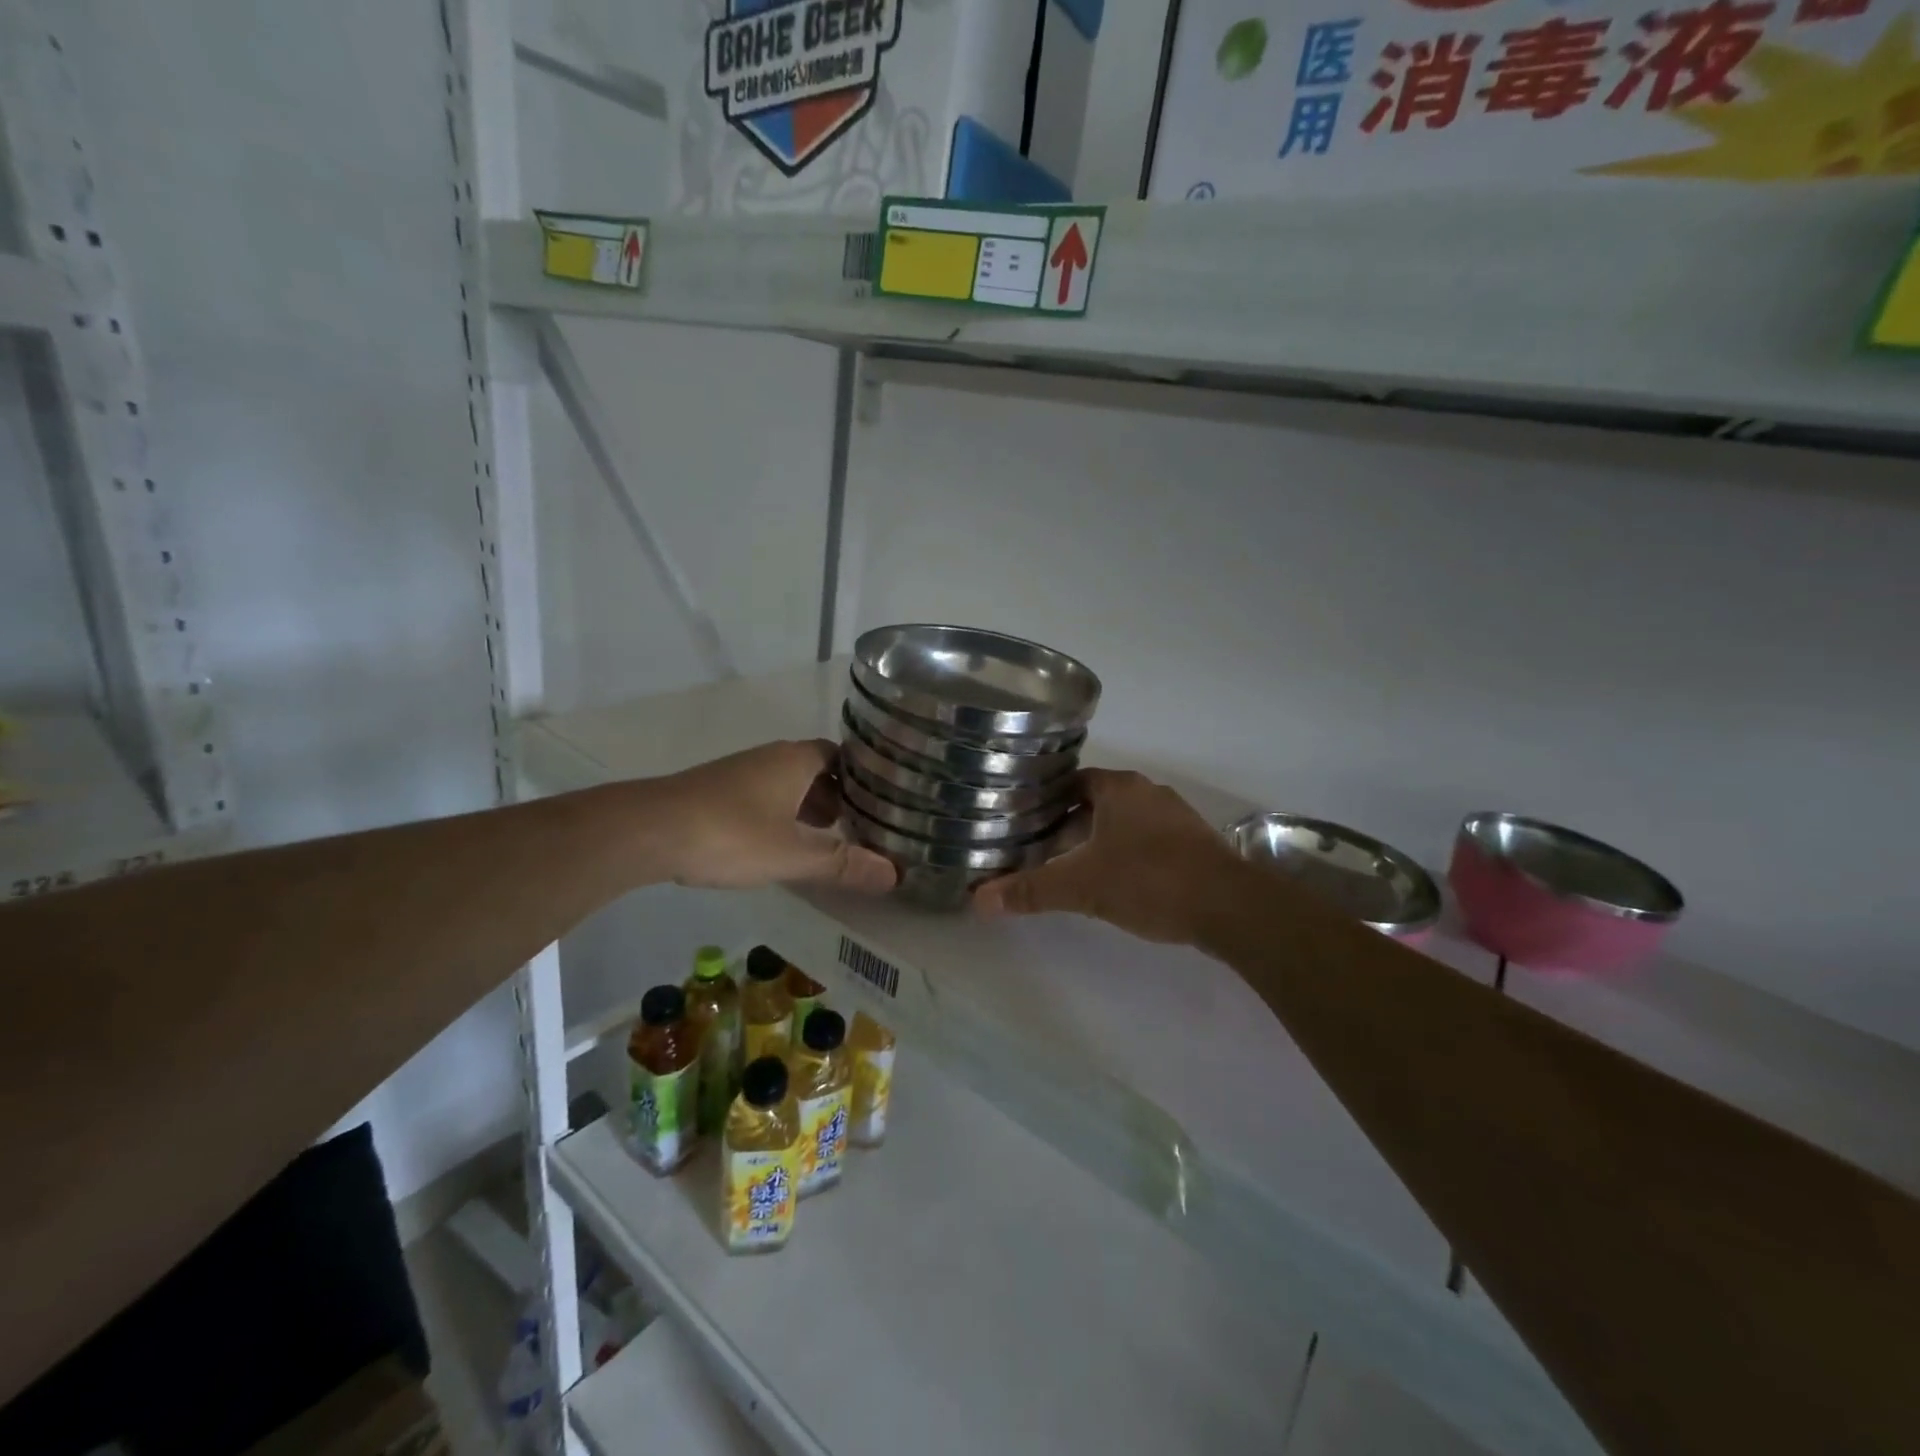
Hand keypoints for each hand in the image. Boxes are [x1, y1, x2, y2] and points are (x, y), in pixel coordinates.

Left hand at [655, 739, 896, 893]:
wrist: (649, 830)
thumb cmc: (731, 834)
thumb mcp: (793, 855)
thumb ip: (843, 864)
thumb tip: (895, 874)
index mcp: (796, 760)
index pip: (843, 756)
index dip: (865, 777)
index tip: (886, 800)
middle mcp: (772, 757)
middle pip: (817, 769)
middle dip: (840, 796)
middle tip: (862, 825)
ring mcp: (742, 772)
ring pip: (789, 784)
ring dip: (809, 806)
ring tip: (828, 838)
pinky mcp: (718, 791)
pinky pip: (765, 795)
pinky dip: (783, 813)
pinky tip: (781, 843)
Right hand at [972, 768, 1248, 942]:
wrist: (1230, 906)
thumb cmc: (1149, 880)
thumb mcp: (1082, 887)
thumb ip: (1031, 890)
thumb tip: (978, 900)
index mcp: (1119, 788)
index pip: (1072, 782)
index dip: (1046, 801)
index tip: (1023, 822)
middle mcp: (1148, 792)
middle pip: (1096, 803)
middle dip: (1069, 826)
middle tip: (1041, 852)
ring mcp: (1176, 817)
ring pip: (1124, 823)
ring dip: (1099, 841)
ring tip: (1073, 869)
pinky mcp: (1194, 843)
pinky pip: (1149, 840)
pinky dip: (1128, 854)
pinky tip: (1118, 883)